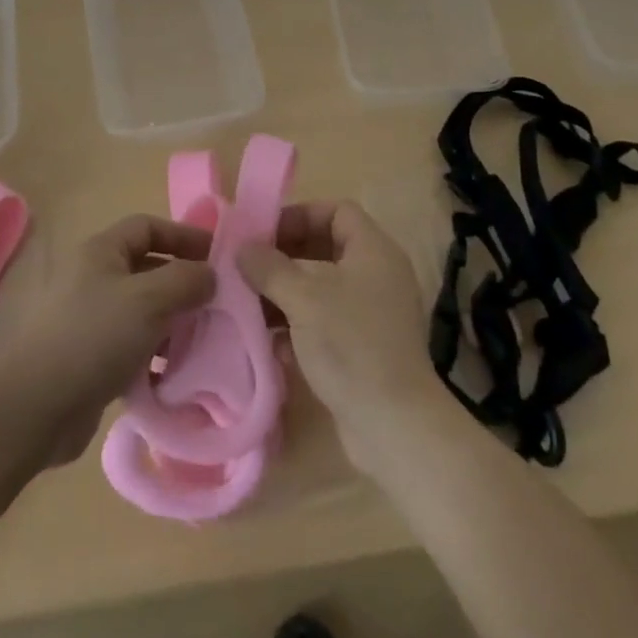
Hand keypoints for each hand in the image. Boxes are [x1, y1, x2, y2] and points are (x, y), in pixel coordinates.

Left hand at [0, 214, 215, 466]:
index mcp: (101, 251)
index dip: (183, 236)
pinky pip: (133, 345)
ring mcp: (90, 318)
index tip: (218, 257)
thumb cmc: (95, 336)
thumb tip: (209, 275)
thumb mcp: (148, 300)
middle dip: (183, 283)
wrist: (37, 405)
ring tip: (205, 341)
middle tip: (219, 304)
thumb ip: (185, 280)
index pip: (148, 226)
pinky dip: (156, 354)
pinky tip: (177, 373)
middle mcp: (94, 277)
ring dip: (173, 322)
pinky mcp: (91, 357)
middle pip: (148, 268)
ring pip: (143, 310)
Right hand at [238, 200, 441, 475]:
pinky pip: (325, 320)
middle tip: (248, 268)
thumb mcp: (303, 298)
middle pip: (325, 247)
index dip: (299, 215)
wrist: (395, 427)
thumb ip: (269, 267)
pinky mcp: (364, 348)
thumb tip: (243, 248)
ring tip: (248, 303)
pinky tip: (268, 341)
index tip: (263, 234)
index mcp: (373, 250)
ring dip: (285, 292)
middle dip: (284, 256)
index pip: (336, 211)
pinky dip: (297, 324)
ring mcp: (372, 313)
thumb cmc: (350, 344)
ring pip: (321, 287)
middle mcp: (377, 275)